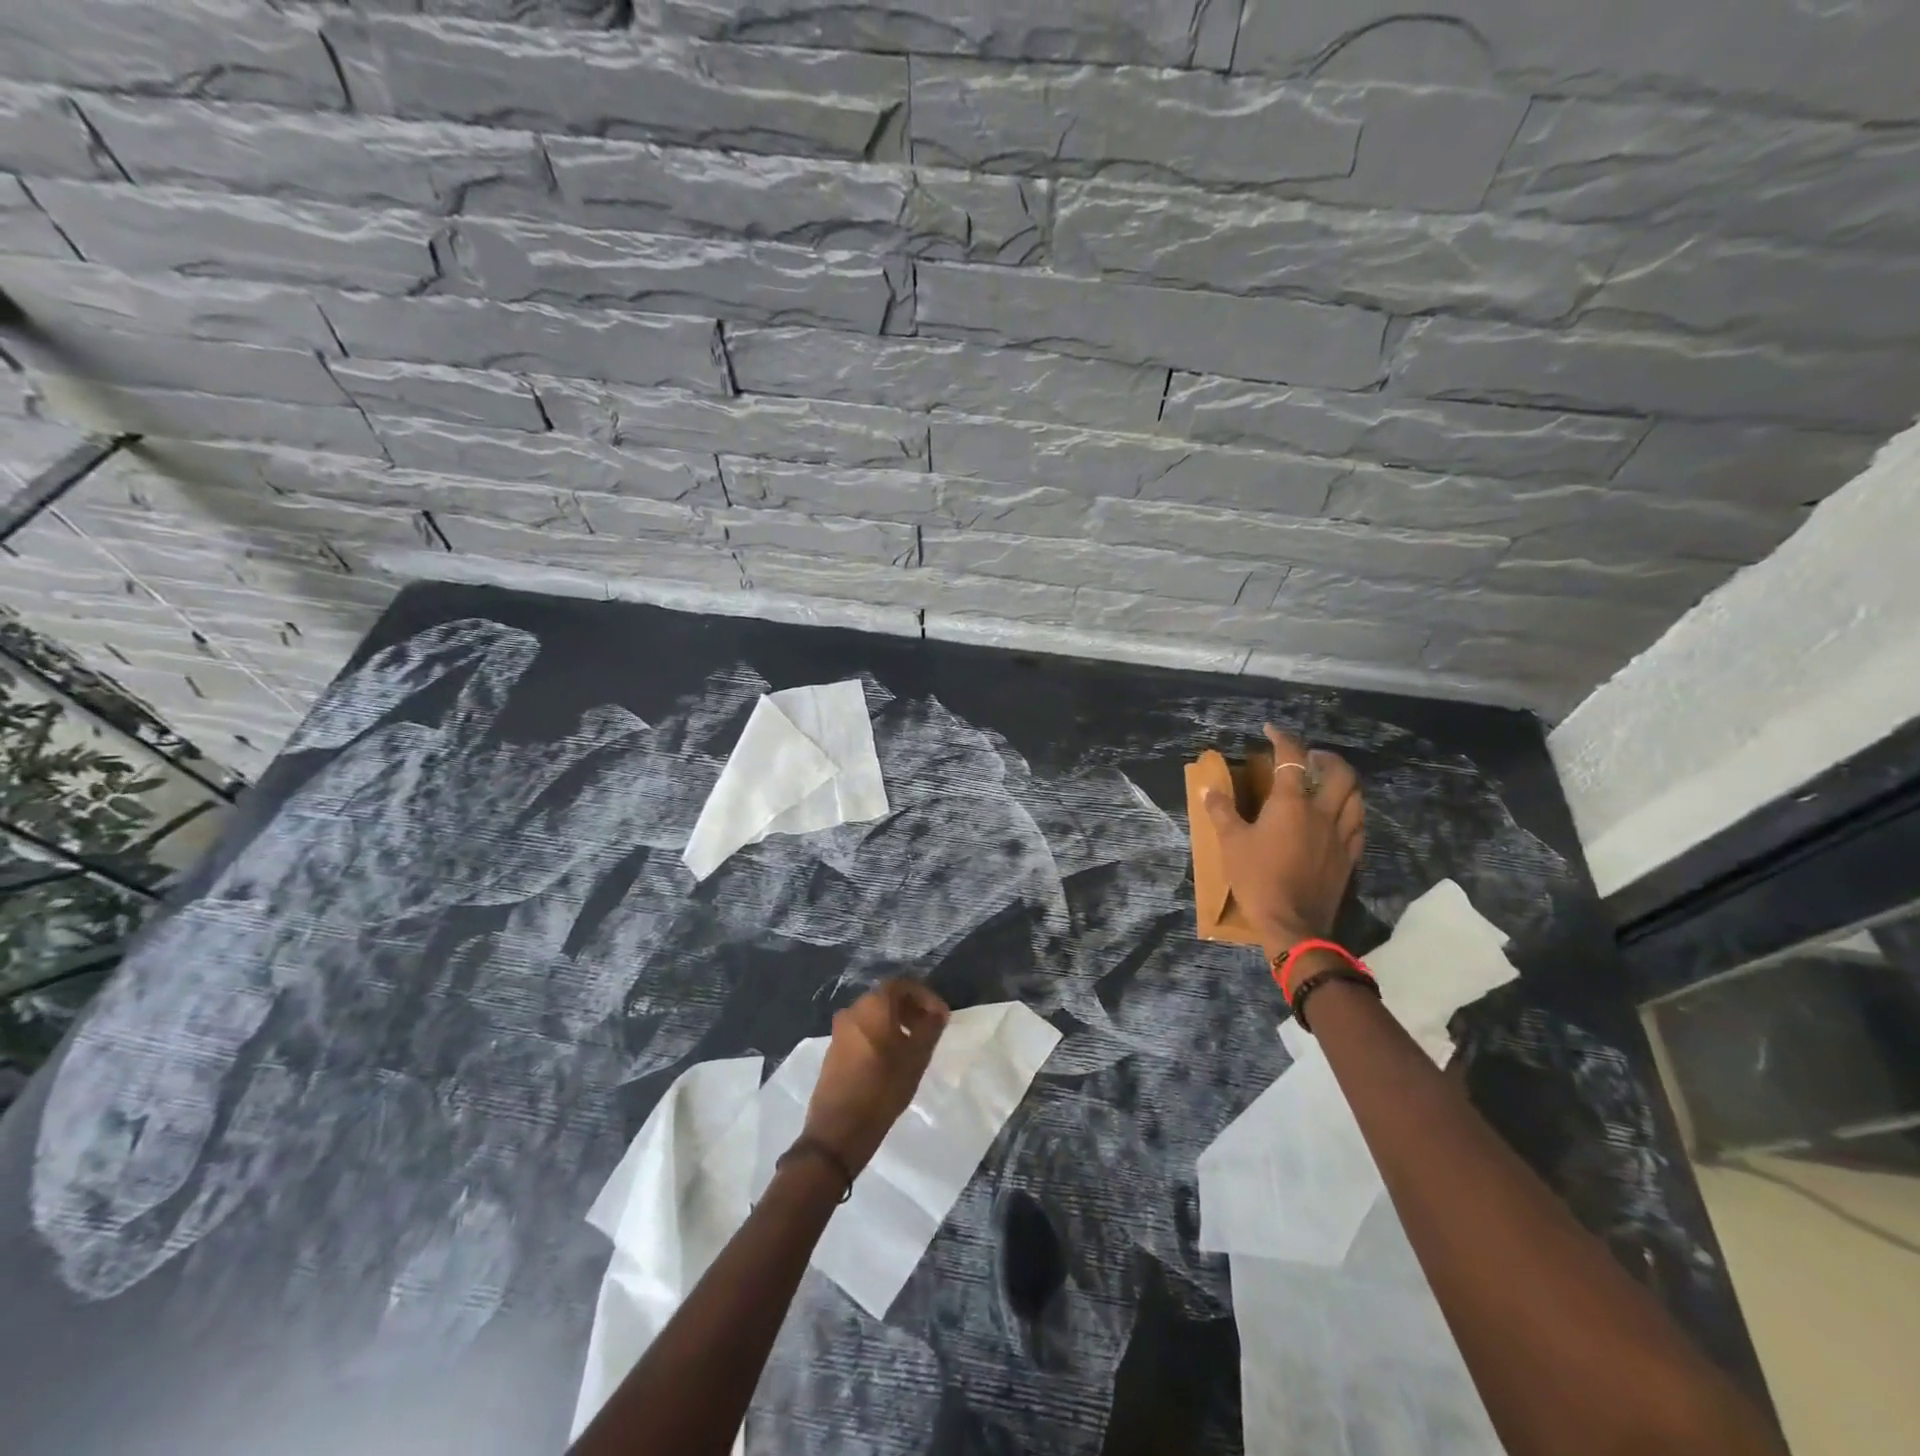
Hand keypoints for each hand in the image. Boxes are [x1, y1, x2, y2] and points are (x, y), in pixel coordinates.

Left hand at [803, 978, 950, 1174]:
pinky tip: (892, 1057)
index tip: (941, 1016)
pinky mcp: (833, 1049)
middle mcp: (853, 1010)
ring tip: (914, 1044)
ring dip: (896, 1022)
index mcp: (873, 1006)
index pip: (902, 985)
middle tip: (930, 1028)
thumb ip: (930, 1028)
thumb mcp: (916, 1058)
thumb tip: (938, 1012)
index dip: (925, 996)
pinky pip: (862, 1030)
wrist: (838, 1130)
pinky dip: (880, 1034)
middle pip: (886, 998)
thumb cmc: (883, 1088)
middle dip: (911, 1008)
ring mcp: (839, 1030)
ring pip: (873, 1015)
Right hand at [1203, 725, 1364, 960]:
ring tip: (1329, 781)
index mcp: (1291, 804)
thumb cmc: (1257, 879)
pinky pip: (1358, 825)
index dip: (1283, 738)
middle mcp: (1322, 813)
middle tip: (1310, 757)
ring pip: (1356, 797)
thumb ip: (1221, 812)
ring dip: (1344, 782)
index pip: (1292, 758)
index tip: (1271, 730)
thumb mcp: (1231, 843)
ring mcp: (1340, 835)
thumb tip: (1208, 789)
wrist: (1292, 924)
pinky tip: (1340, 816)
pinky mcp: (1349, 857)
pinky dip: (1351, 811)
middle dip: (1326, 757)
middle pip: (1339, 773)